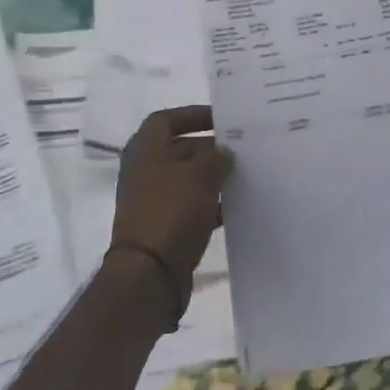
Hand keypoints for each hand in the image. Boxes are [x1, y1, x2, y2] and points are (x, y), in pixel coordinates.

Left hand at [111, 105, 233, 286]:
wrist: (149, 274)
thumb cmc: (171, 212)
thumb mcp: (200, 176)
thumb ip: (216, 157)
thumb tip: (223, 153)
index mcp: (145, 150)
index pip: (166, 119)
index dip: (193, 115)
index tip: (223, 120)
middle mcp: (145, 171)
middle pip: (180, 149)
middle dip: (210, 148)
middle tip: (242, 150)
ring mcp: (152, 200)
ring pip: (187, 179)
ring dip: (213, 177)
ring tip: (245, 176)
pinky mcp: (163, 226)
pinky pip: (190, 206)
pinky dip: (210, 204)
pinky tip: (235, 207)